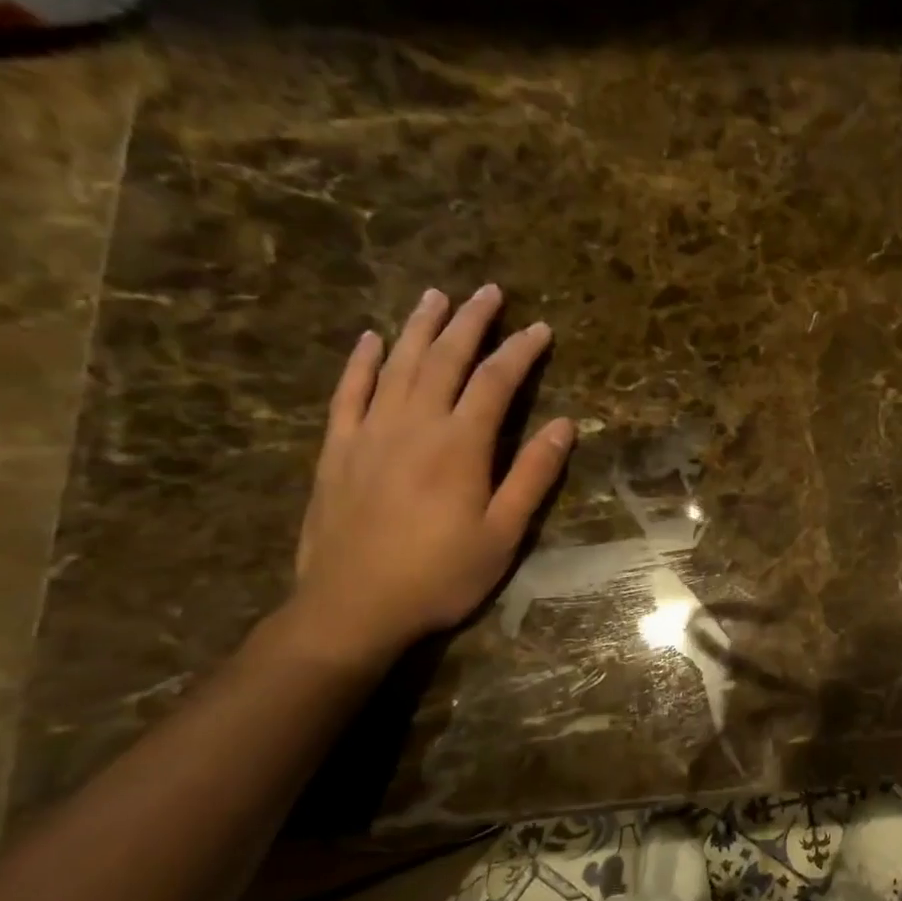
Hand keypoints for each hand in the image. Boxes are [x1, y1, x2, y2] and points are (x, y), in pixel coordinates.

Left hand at [289, 284, 574, 662]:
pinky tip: (371, 339)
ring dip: (419, 327)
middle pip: (444, 359)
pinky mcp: (337, 450)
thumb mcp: (503, 533)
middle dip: (470, 322)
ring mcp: (369, 433)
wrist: (352, 609)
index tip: (539, 328)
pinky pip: (347, 393)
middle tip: (488, 291)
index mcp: (460, 445)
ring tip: (436, 295)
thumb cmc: (440, 575)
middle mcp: (414, 425)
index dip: (520, 351)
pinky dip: (360, 362)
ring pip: (396, 365)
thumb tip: (564, 424)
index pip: (495, 382)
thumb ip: (532, 475)